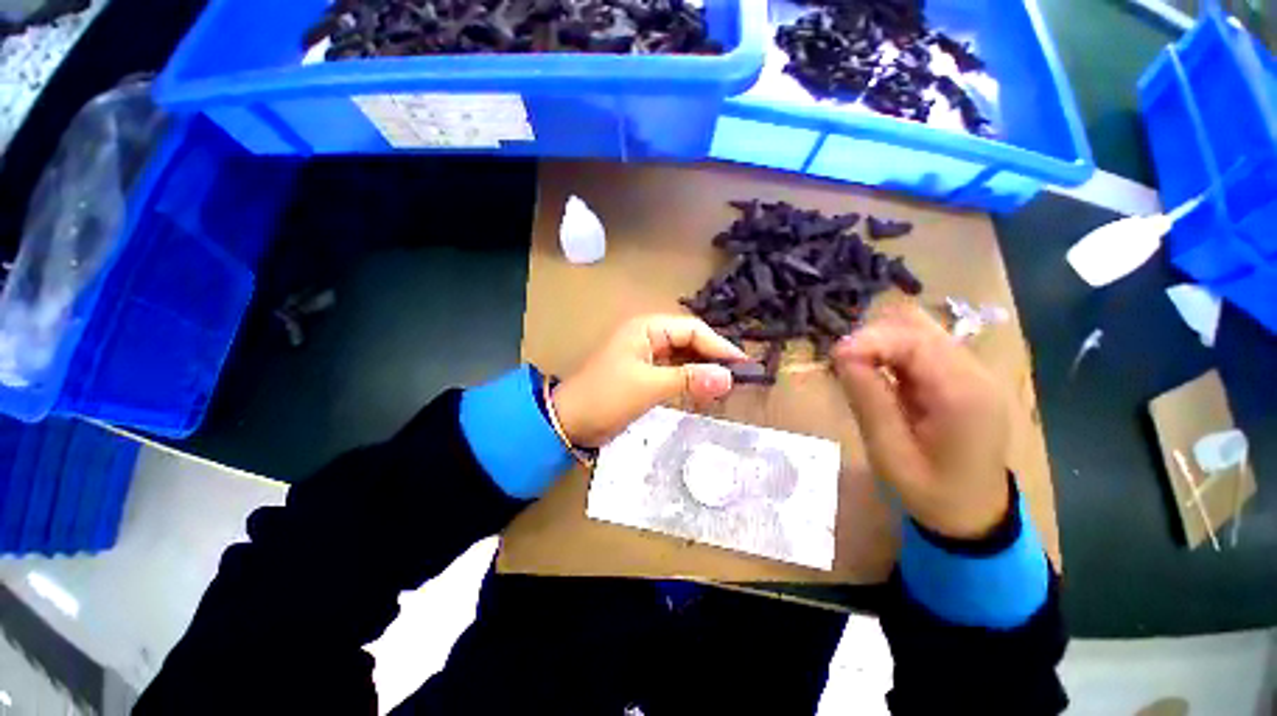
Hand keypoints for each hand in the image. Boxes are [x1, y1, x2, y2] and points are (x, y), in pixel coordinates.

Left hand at [551, 315, 748, 447]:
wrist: (570, 421)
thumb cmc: (606, 397)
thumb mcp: (648, 386)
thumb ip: (689, 379)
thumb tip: (728, 378)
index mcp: (647, 329)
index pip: (692, 330)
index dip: (718, 346)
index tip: (742, 365)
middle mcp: (648, 336)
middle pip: (689, 342)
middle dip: (712, 358)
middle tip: (738, 378)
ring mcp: (646, 356)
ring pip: (684, 358)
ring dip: (703, 370)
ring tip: (726, 387)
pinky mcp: (645, 374)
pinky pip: (674, 372)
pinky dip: (690, 381)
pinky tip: (705, 392)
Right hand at [831, 304, 1010, 539]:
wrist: (975, 513)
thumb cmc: (930, 492)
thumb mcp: (889, 453)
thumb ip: (868, 400)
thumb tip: (842, 354)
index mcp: (963, 394)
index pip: (915, 341)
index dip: (869, 340)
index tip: (833, 356)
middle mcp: (975, 372)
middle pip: (919, 326)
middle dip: (873, 337)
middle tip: (843, 364)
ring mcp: (972, 371)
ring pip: (919, 330)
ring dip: (881, 342)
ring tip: (857, 367)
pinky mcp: (962, 375)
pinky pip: (922, 346)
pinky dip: (892, 351)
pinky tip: (878, 372)